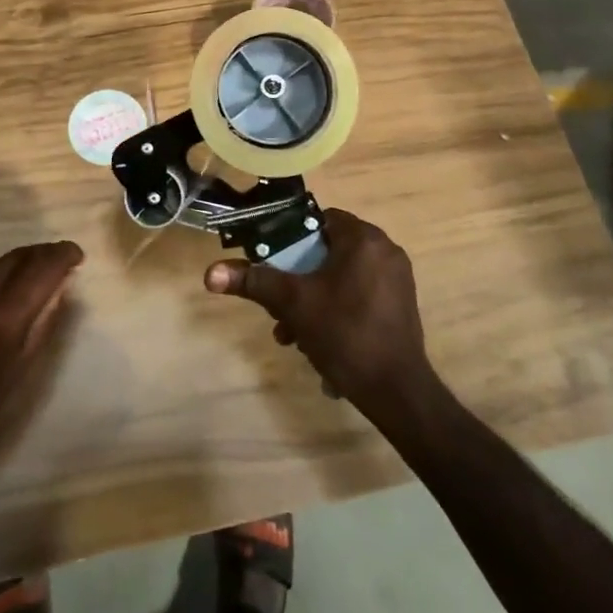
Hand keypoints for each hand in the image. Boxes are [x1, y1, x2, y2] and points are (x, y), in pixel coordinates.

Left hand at [0, 241, 84, 497]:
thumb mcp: (11, 386)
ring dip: (17, 270)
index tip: (77, 255)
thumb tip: (61, 291)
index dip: (63, 255)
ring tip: (30, 288)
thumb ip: (40, 332)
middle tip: (61, 264)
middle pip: (17, 257)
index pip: (41, 268)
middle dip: (42, 256)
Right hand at [204, 209, 430, 420]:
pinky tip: (322, 345)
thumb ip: (255, 281)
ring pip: (342, 277)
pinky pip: (360, 294)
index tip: (275, 263)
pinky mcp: (402, 304)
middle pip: (328, 252)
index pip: (319, 219)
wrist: (397, 393)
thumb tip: (210, 273)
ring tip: (295, 336)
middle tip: (280, 310)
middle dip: (299, 281)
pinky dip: (339, 310)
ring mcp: (398, 279)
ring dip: (315, 301)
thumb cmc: (345, 335)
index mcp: (363, 238)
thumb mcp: (294, 304)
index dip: (291, 238)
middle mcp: (385, 250)